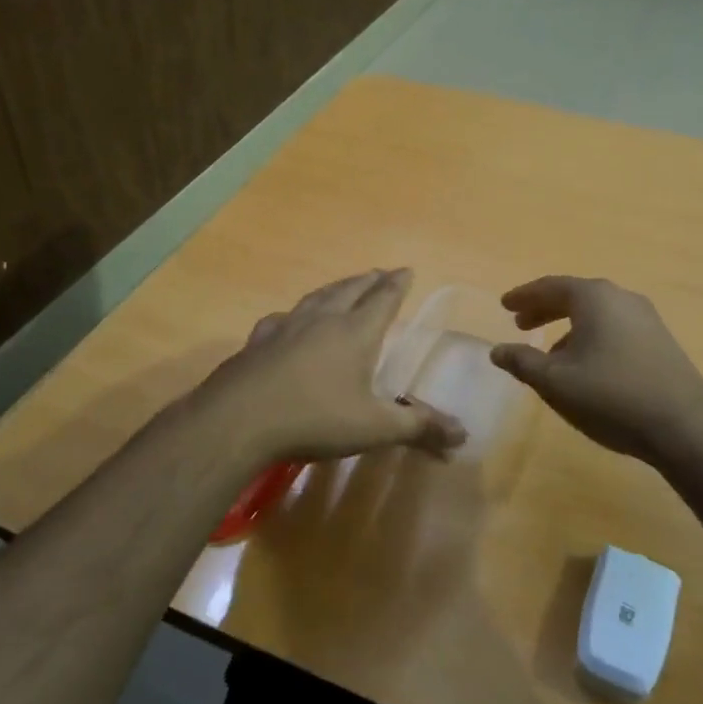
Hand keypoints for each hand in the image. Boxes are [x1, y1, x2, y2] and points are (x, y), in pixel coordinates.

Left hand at [188, 269, 465, 467]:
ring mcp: (287, 326)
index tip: (406, 269)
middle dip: (369, 280)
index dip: (397, 284)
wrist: (240, 419)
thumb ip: (418, 427)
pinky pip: (283, 318)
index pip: (383, 300)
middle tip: (381, 272)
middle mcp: (323, 320)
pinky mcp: (259, 341)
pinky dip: (295, 313)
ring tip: (343, 285)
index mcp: (356, 333)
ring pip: (318, 297)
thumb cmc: (315, 419)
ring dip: (335, 288)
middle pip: (351, 290)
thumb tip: (462, 434)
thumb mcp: (374, 428)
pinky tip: (288, 319)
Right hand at [489, 275, 702, 462]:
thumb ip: (522, 362)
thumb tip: (497, 350)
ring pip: (596, 313)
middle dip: (545, 309)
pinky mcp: (661, 342)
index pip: (550, 287)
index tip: (504, 305)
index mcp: (593, 297)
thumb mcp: (555, 382)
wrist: (685, 426)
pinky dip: (591, 336)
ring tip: (549, 351)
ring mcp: (646, 319)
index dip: (524, 297)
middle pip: (574, 296)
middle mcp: (621, 298)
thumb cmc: (611, 395)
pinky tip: (586, 366)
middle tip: (520, 323)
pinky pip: (615, 328)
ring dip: (568, 326)